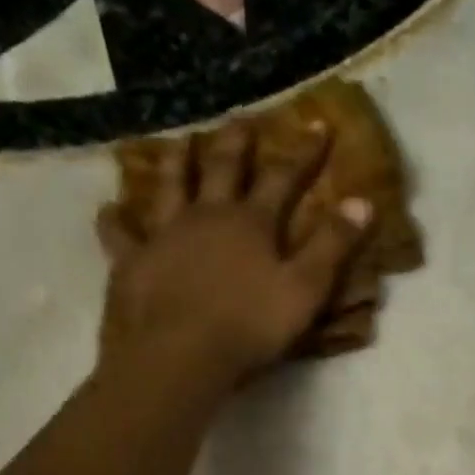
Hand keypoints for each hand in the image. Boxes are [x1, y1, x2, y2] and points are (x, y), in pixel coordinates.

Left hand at [95, 121, 375, 380]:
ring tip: (180, 142)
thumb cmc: (249, 326)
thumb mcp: (305, 290)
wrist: (178, 355)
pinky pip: (121, 233)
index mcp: (251, 223)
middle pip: (222, 168)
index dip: (303, 152)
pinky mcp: (132, 261)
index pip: (284, 178)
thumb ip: (332, 247)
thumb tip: (362, 201)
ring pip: (169, 186)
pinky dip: (117, 219)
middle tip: (242, 119)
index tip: (318, 124)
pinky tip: (112, 210)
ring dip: (177, 162)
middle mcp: (205, 216)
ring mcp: (163, 235)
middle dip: (237, 142)